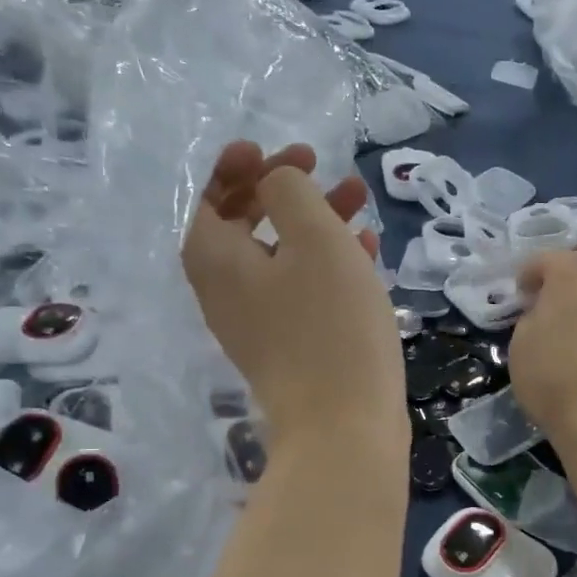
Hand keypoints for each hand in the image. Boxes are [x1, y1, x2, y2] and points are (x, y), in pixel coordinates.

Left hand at [184, 141, 404, 456]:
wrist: (343, 426)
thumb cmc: (329, 324)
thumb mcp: (314, 238)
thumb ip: (289, 192)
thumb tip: (277, 183)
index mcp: (215, 259)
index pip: (209, 197)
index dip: (239, 166)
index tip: (280, 150)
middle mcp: (225, 291)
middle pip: (245, 224)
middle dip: (284, 190)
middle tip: (320, 166)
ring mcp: (257, 325)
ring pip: (281, 256)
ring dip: (315, 223)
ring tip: (360, 201)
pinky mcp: (290, 349)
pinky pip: (301, 291)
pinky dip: (327, 265)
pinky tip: (367, 252)